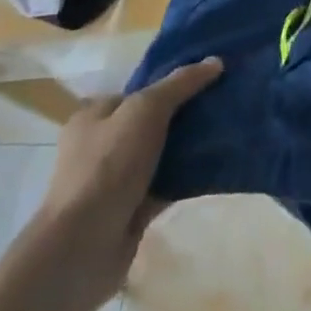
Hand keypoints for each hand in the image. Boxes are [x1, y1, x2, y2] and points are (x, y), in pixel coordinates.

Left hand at [28, 58, 223, 304]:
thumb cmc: (107, 166)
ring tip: (228, 129)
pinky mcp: (131, 211)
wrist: (82, 249)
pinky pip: (166, 185)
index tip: (208, 78)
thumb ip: (179, 84)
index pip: (138, 91)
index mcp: (93, 117)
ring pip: (161, 154)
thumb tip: (215, 61)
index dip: (171, 82)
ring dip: (189, 146)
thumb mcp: (145, 110)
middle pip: (151, 121)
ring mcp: (115, 182)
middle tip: (223, 102)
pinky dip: (187, 177)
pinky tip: (217, 164)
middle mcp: (100, 147)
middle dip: (184, 114)